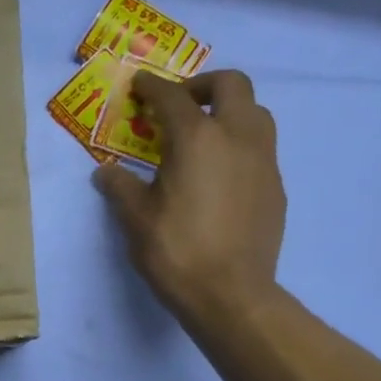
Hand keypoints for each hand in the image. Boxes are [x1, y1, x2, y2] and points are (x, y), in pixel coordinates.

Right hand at [92, 69, 285, 334]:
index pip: (172, 97)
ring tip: (203, 136)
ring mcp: (263, 161)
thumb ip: (119, 187)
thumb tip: (105, 172)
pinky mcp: (275, 186)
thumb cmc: (176, 252)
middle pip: (231, 85)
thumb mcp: (134, 219)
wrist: (231, 295)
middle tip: (180, 104)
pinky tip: (219, 174)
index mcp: (196, 139)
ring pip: (255, 112)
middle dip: (202, 85)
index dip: (152, 86)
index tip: (139, 85)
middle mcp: (236, 137)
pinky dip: (239, 144)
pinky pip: (260, 147)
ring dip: (229, 111)